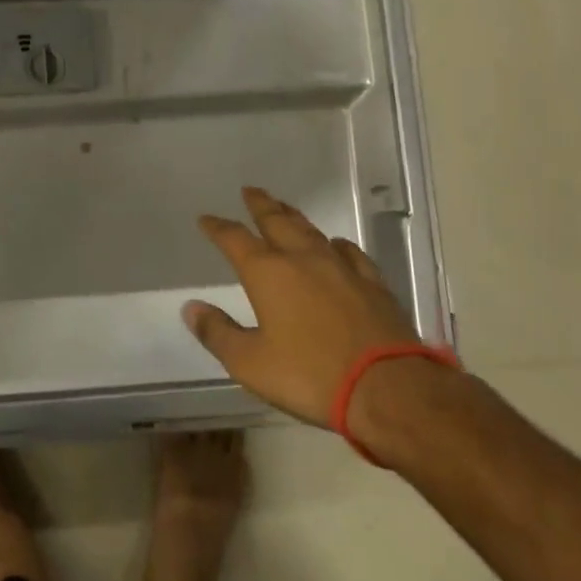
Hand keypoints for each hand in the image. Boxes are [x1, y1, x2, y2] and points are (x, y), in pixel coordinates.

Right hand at [185, 187, 421, 430]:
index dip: (217, 227)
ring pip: (311, 231)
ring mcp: (341, 268)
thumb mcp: (251, 364)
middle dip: (260, 205)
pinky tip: (336, 244)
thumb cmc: (311, 376)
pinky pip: (350, 253)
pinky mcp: (373, 284)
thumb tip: (191, 308)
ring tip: (284, 207)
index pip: (234, 239)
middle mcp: (302, 259)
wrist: (389, 389)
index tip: (206, 219)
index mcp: (267, 273)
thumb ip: (218, 333)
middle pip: (276, 221)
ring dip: (293, 216)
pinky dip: (336, 244)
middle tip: (250, 191)